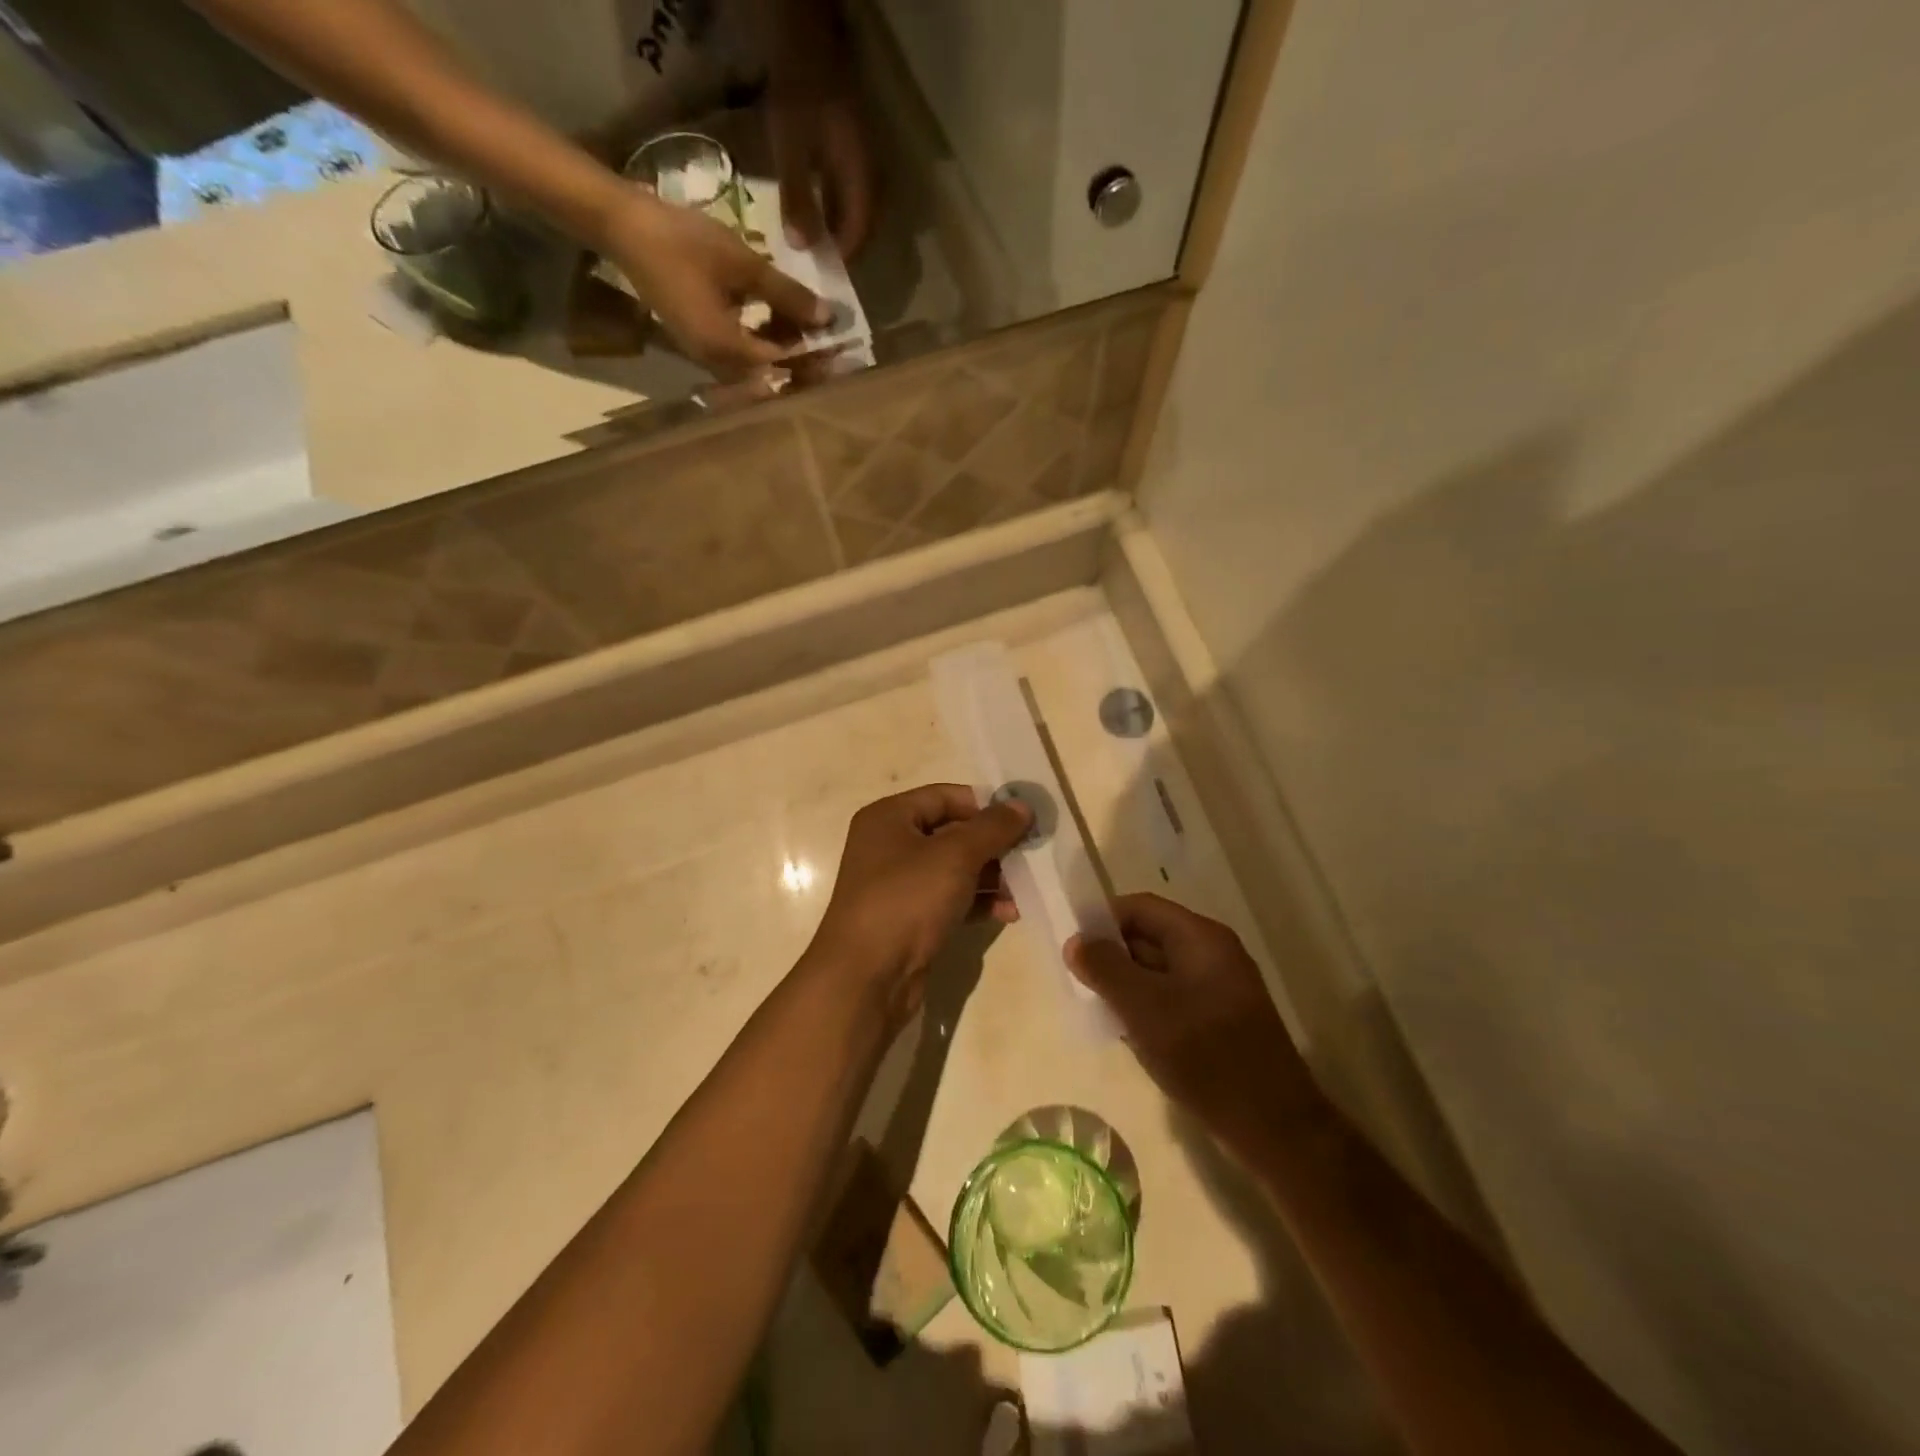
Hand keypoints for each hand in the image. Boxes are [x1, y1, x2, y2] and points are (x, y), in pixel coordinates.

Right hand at [598, 192, 828, 377]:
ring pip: (756, 366)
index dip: (813, 356)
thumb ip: (787, 295)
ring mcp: (705, 356)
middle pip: (770, 375)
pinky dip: (762, 341)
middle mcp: (716, 365)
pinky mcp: (700, 343)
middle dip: (801, 360)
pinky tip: (776, 318)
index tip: (839, 346)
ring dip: (782, 349)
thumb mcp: (743, 264)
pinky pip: (740, 354)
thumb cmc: (683, 242)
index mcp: (726, 350)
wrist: (624, 226)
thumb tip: (827, 318)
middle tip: (827, 340)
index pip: (781, 365)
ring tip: (805, 323)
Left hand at [767, 0, 875, 255]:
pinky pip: (850, 189)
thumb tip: (803, 248)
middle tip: (822, 263)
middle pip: (864, 223)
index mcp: (862, 178)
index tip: (825, 273)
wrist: (806, 34)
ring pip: (858, 206)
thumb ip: (798, 199)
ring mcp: (865, 158)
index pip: (860, 232)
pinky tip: (818, 209)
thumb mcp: (791, 148)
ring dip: (841, 226)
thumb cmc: (799, 92)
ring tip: (818, 242)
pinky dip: (836, 205)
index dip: (844, 256)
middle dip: (845, 246)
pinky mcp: (853, 146)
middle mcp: (871, 172)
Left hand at [809, 785, 1030, 1018]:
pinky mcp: (909, 919)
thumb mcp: (955, 855)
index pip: (946, 796)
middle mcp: (889, 845)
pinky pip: (950, 899)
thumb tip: (1022, 805)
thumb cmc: (906, 900)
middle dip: (993, 845)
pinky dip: (977, 902)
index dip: (985, 805)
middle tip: (1032, 857)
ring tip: (1024, 889)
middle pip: (952, 833)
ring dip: (991, 877)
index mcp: (889, 817)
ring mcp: (898, 885)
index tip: (1023, 820)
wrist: (866, 977)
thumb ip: (992, 827)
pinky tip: (1008, 913)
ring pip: (954, 869)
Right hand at [1067, 895, 1322, 1148]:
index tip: (1073, 945)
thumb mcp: (1145, 1009)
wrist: (1274, 1128)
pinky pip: (1172, 998)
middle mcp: (1213, 954)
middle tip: (1077, 979)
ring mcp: (1219, 988)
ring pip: (1159, 971)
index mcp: (1201, 938)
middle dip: (1112, 954)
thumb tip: (1075, 941)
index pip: (1141, 907)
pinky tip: (1127, 1032)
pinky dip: (1146, 1007)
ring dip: (1126, 984)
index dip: (1103, 919)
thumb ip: (1106, 969)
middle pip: (1150, 936)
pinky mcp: (1220, 1020)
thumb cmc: (1206, 1056)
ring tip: (1096, 1007)